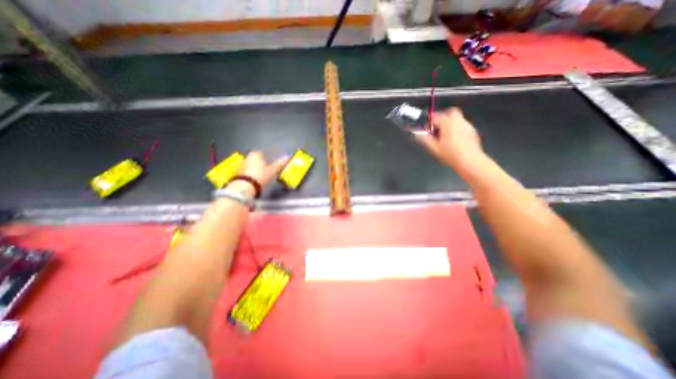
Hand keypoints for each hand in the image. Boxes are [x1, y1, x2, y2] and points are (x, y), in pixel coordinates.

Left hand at [239, 149, 289, 186]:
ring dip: (257, 170)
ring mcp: (241, 165)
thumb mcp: (272, 170)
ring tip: (263, 177)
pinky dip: (252, 175)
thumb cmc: (260, 176)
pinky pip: (247, 172)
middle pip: (257, 159)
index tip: (273, 164)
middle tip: (269, 171)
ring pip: (252, 166)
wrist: (244, 187)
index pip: (264, 153)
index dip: (270, 158)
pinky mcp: (237, 173)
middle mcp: (247, 157)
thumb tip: (288, 157)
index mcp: (256, 154)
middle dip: (262, 164)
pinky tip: (256, 180)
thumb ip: (279, 164)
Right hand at [415, 106, 482, 168]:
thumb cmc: (451, 155)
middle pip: (448, 112)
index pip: (434, 117)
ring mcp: (466, 125)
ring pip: (456, 118)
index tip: (426, 130)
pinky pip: (462, 124)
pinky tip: (453, 139)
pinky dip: (456, 128)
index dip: (428, 123)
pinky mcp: (472, 131)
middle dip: (441, 118)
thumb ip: (424, 138)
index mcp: (447, 123)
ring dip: (449, 123)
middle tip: (435, 129)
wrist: (470, 161)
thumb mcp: (434, 148)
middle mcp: (458, 121)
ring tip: (443, 135)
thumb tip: (416, 133)